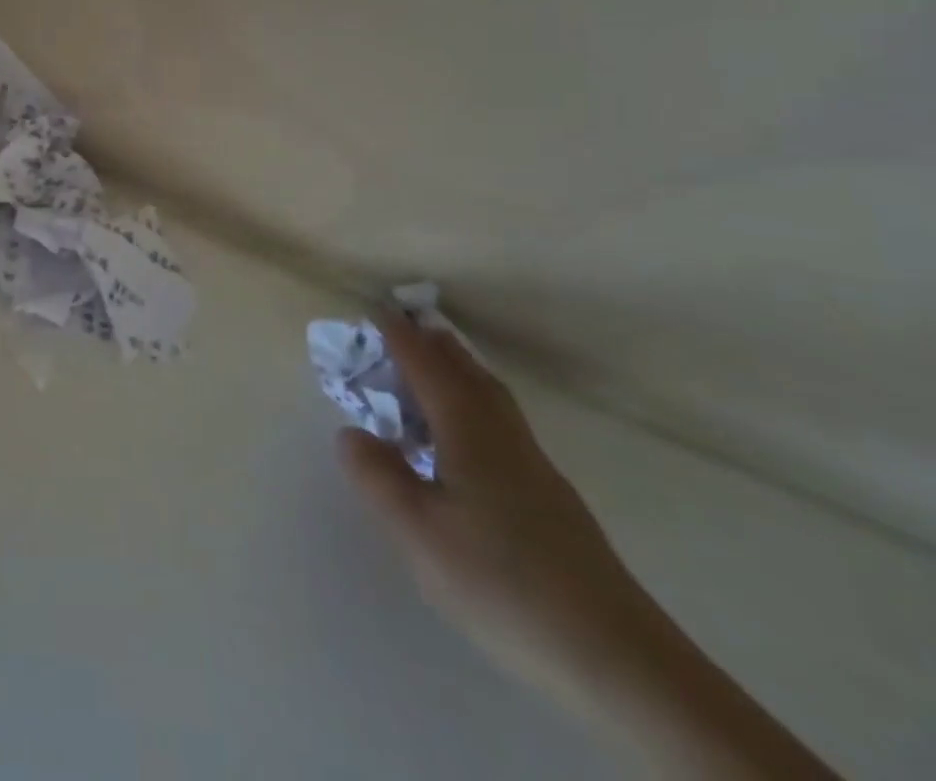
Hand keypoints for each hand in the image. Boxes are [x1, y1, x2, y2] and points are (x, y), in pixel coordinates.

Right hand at [337, 313, 663, 718]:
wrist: (619, 661)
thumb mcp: (417, 531)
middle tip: (406, 328)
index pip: (428, 368)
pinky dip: (475, 407)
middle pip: (469, 375)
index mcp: (469, 432)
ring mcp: (535, 470)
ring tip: (435, 370)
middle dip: (436, 347)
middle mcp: (504, 438)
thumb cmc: (501, 582)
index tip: (377, 310)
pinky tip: (466, 440)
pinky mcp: (552, 503)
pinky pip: (502, 426)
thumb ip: (378, 476)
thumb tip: (351, 432)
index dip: (400, 338)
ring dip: (460, 373)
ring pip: (492, 401)